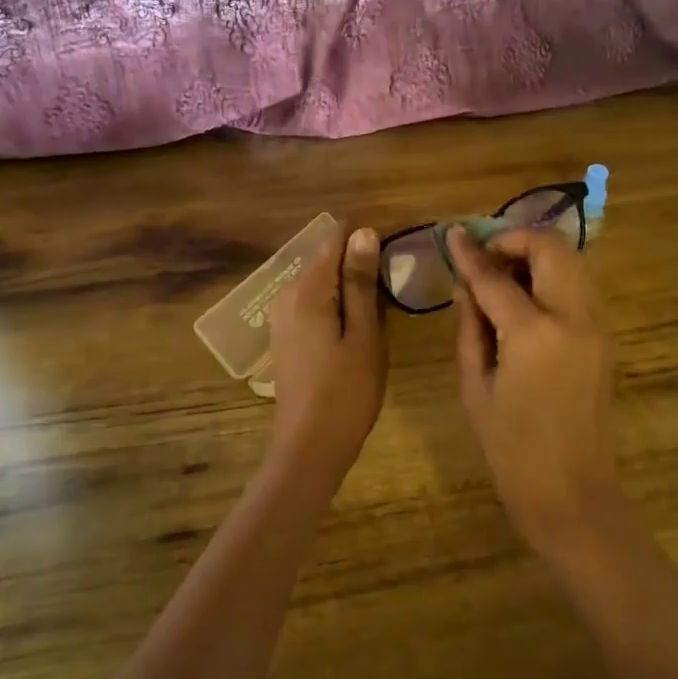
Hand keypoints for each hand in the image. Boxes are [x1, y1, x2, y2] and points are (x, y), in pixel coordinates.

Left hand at [265, 226, 386, 487]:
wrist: (308, 446)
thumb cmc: (346, 391)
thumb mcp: (364, 334)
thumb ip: (360, 282)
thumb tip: (363, 232)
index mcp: (307, 289)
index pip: (335, 238)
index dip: (366, 238)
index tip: (395, 255)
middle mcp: (286, 294)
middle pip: (326, 258)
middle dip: (359, 263)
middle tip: (394, 289)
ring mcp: (281, 315)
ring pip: (320, 282)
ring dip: (349, 286)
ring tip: (381, 309)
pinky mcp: (284, 335)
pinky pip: (312, 303)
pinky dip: (335, 304)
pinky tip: (356, 328)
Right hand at [449, 226, 615, 548]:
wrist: (570, 490)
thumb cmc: (510, 447)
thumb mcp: (475, 384)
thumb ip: (471, 326)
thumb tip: (467, 285)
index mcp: (533, 332)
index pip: (495, 276)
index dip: (470, 253)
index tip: (453, 235)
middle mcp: (573, 317)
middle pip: (551, 248)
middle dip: (515, 240)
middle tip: (485, 257)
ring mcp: (596, 325)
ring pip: (572, 261)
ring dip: (537, 255)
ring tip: (503, 277)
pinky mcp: (605, 337)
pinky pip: (579, 287)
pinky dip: (552, 277)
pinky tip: (526, 300)